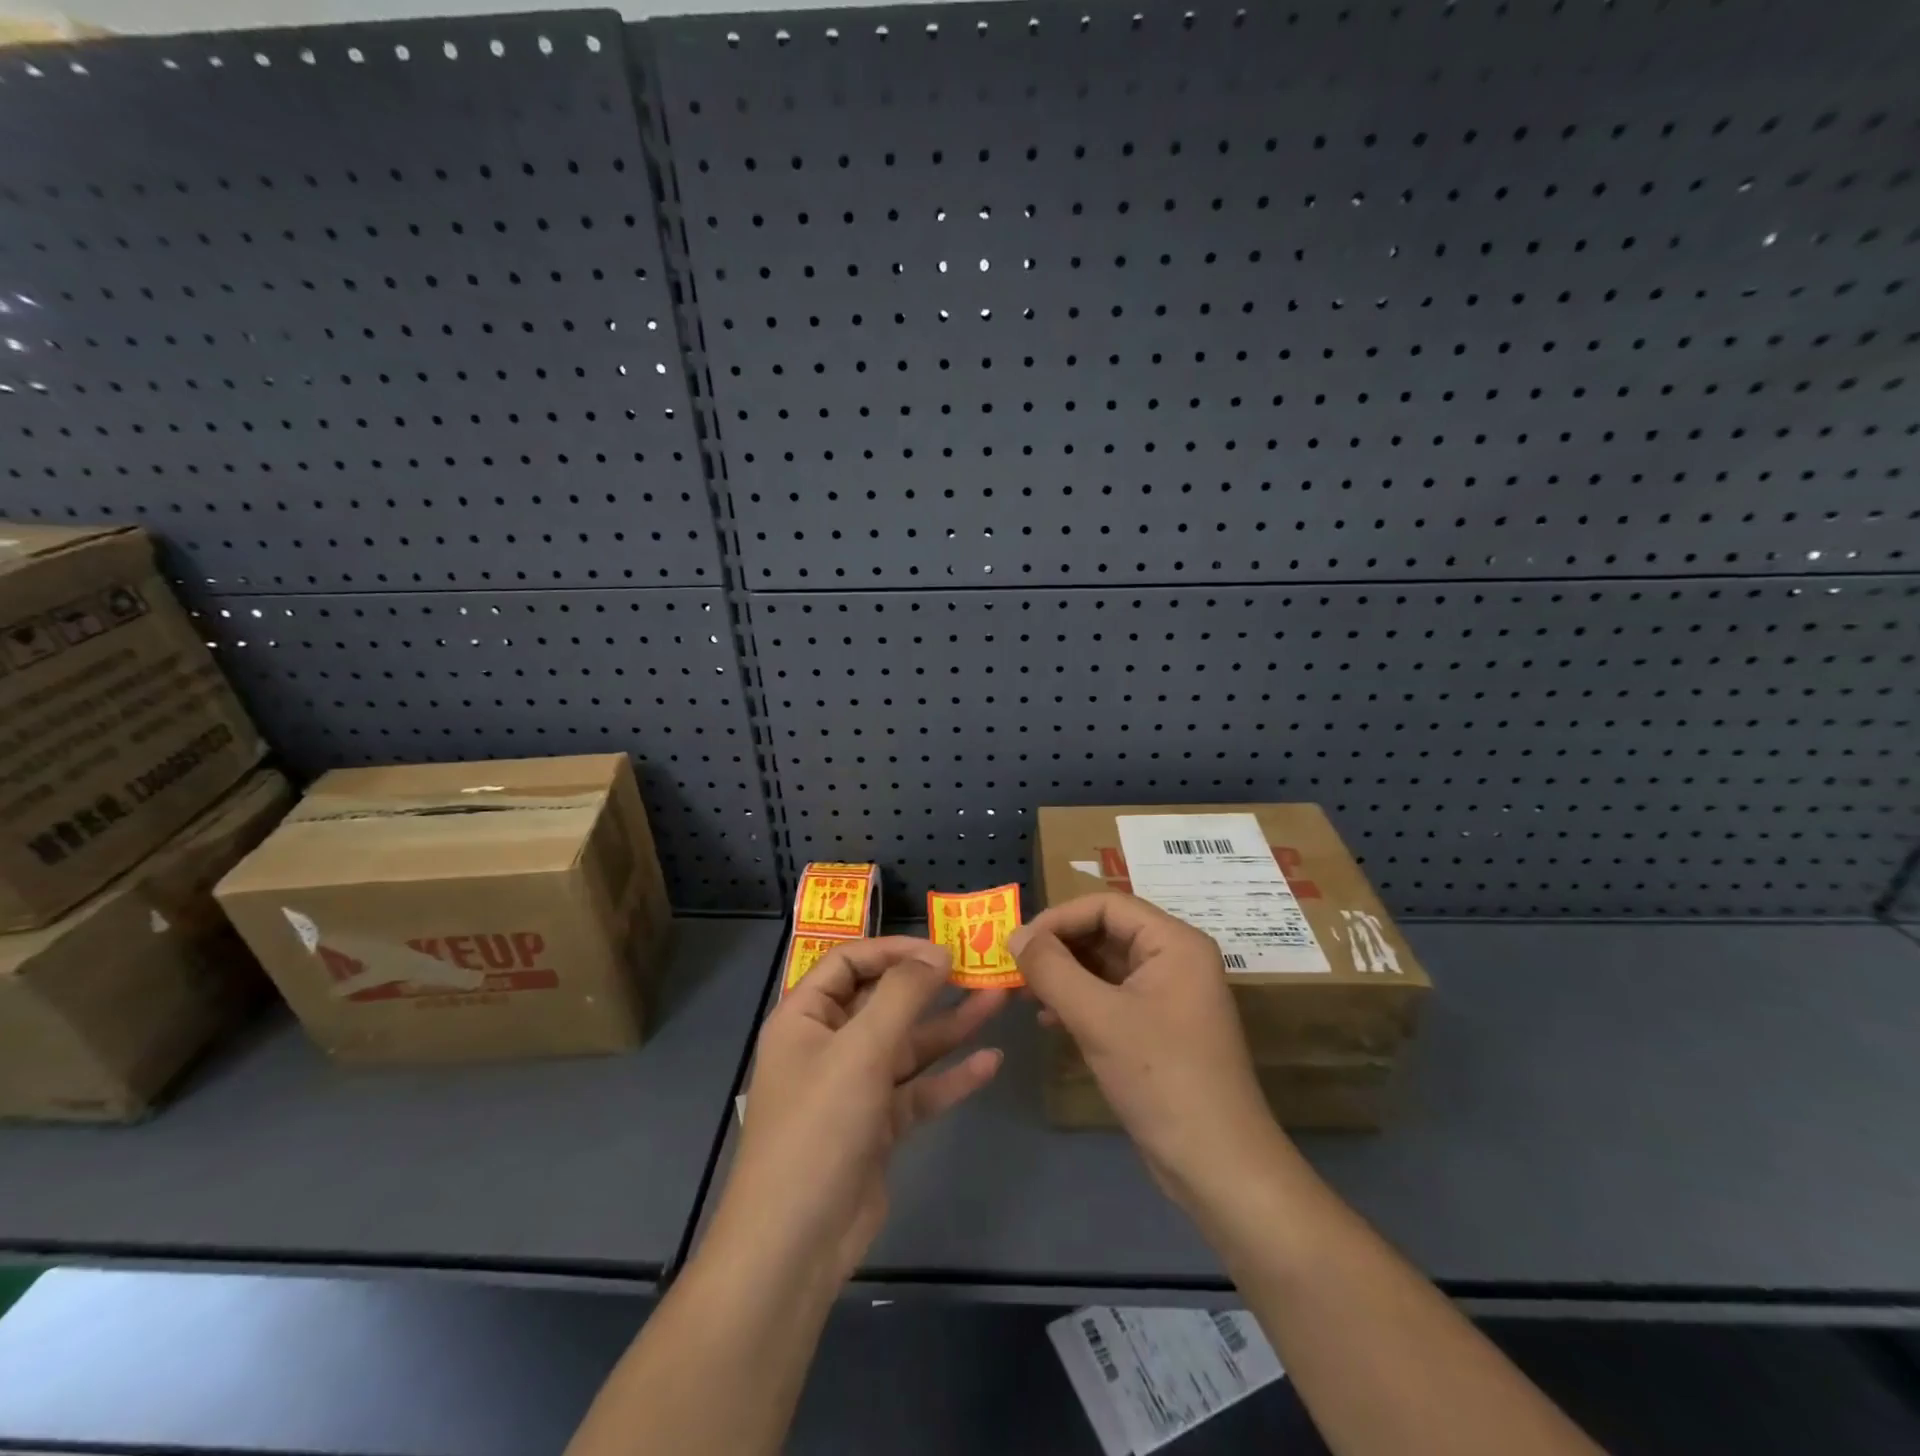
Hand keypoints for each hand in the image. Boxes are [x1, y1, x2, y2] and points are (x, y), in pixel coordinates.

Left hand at [716, 938, 1005, 1284]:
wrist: (796, 1244)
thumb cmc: (819, 1128)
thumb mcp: (860, 1050)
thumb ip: (902, 996)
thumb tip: (937, 953)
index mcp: (805, 1018)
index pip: (849, 962)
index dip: (893, 949)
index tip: (940, 949)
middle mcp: (829, 1045)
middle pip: (884, 1001)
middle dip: (930, 985)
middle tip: (980, 968)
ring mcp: (855, 1087)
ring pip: (908, 1045)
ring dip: (950, 1025)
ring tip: (999, 1001)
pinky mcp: (878, 1125)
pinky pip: (918, 1089)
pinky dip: (951, 1077)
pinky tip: (990, 1062)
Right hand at [1010, 894, 1283, 1207]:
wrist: (1216, 1165)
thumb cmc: (1160, 1077)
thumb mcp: (1098, 1018)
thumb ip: (1052, 969)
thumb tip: (1015, 935)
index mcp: (1174, 942)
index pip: (1107, 905)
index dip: (1058, 918)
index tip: (1018, 943)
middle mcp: (1175, 958)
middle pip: (1106, 932)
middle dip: (1058, 948)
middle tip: (1015, 969)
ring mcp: (1168, 994)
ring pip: (1105, 965)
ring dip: (1064, 975)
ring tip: (1025, 996)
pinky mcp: (1159, 1026)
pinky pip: (1111, 996)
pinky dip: (1079, 1001)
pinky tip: (1050, 1020)